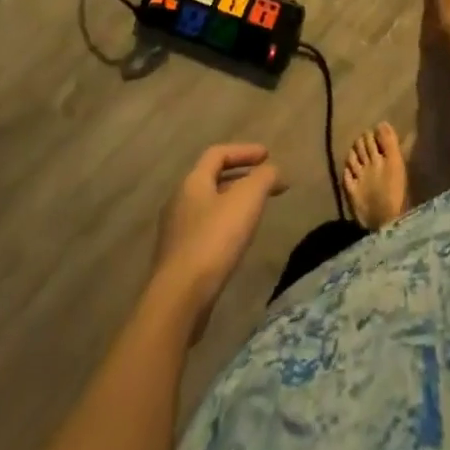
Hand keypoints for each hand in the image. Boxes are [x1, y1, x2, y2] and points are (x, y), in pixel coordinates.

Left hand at [152, 144, 285, 339]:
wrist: (179, 298)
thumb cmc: (214, 240)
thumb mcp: (248, 199)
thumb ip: (264, 178)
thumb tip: (274, 170)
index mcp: (192, 182)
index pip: (218, 153)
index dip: (244, 151)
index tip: (268, 156)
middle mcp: (179, 201)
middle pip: (212, 179)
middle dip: (241, 177)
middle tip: (265, 183)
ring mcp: (175, 232)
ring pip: (208, 205)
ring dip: (233, 202)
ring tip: (255, 211)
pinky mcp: (178, 259)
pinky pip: (205, 230)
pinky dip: (225, 225)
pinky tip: (237, 240)